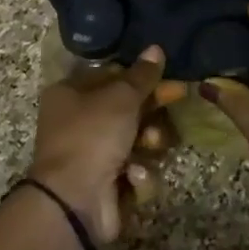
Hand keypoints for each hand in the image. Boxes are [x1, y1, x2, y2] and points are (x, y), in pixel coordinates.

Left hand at [30, 45, 166, 244]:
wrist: (73, 201)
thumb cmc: (92, 136)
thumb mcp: (120, 97)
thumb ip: (142, 75)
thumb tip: (156, 48)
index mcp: (70, 94)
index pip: (111, 75)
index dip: (140, 75)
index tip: (167, 75)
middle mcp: (78, 123)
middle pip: (127, 108)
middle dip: (152, 108)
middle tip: (178, 98)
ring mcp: (92, 156)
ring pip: (136, 140)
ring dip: (149, 141)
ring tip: (151, 145)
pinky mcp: (107, 185)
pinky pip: (135, 171)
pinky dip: (138, 174)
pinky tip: (133, 176)